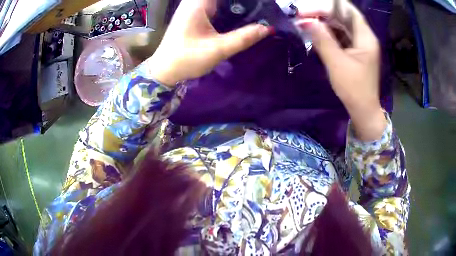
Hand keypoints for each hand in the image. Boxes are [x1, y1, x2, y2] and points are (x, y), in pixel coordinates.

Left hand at [147, 0, 271, 85]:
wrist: (164, 69)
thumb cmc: (187, 59)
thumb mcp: (218, 49)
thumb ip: (244, 37)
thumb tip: (268, 28)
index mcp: (198, 3)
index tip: (260, 3)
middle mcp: (194, 1)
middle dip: (241, 1)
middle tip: (259, 7)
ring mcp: (193, 6)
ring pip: (219, 0)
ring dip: (235, 3)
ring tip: (254, 10)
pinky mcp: (194, 13)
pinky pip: (215, 4)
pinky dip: (228, 6)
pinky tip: (239, 14)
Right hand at [298, 1, 386, 140]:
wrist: (363, 110)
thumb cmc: (353, 89)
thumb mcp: (337, 63)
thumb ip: (322, 39)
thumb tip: (306, 21)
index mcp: (366, 37)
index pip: (347, 10)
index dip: (327, 6)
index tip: (307, 11)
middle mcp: (364, 36)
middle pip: (344, 15)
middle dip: (323, 12)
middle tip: (302, 15)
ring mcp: (360, 43)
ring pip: (341, 24)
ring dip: (324, 22)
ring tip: (306, 22)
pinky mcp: (355, 51)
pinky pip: (341, 35)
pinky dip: (328, 32)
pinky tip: (316, 32)